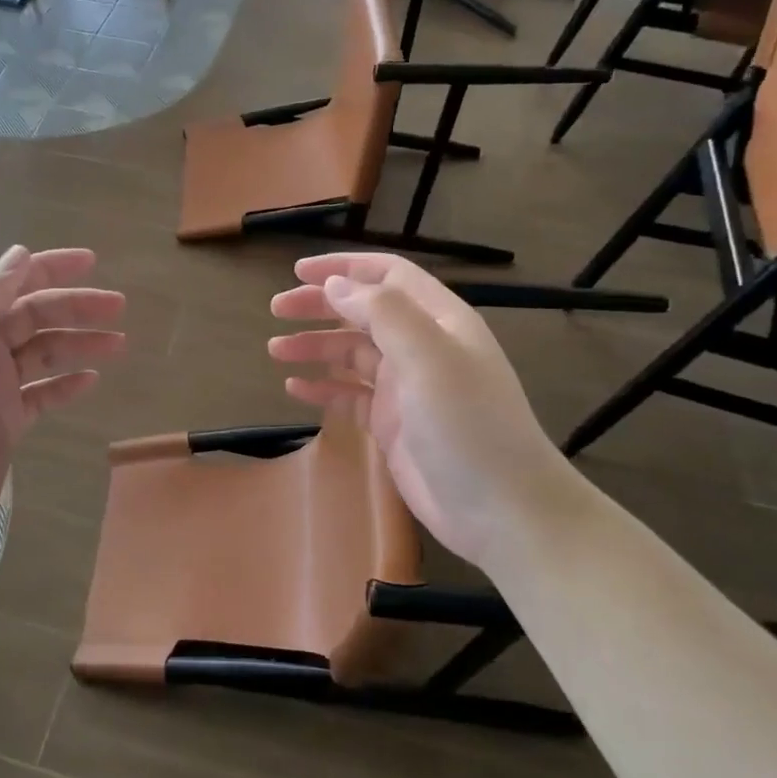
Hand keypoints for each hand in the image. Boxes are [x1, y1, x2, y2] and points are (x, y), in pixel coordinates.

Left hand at [0, 246, 123, 567]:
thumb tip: (19, 254)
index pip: (12, 283)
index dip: (50, 268)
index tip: (93, 262)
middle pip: (35, 316)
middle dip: (76, 307)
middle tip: (119, 307)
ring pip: (44, 353)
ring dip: (79, 343)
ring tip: (119, 343)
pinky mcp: (6, 423)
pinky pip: (43, 394)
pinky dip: (67, 383)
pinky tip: (92, 380)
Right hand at [268, 253, 582, 560]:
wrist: (501, 510)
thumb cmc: (468, 424)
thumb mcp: (429, 357)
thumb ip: (383, 314)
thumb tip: (336, 284)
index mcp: (439, 320)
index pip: (387, 276)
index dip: (344, 267)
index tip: (298, 271)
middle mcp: (422, 347)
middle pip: (363, 312)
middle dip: (320, 306)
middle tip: (276, 310)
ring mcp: (407, 388)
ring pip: (352, 354)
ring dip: (315, 347)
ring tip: (275, 350)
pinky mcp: (393, 424)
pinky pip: (351, 395)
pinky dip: (324, 388)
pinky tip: (295, 389)